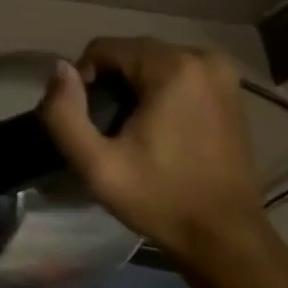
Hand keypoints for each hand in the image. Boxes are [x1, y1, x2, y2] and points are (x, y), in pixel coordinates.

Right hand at [38, 37, 266, 264]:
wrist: (226, 239)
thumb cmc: (160, 200)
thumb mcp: (96, 165)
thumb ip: (64, 113)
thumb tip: (59, 67)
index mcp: (172, 67)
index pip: (103, 48)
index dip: (83, 80)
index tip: (89, 122)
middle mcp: (201, 58)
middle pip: (129, 52)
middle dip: (109, 81)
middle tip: (106, 127)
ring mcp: (220, 73)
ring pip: (150, 60)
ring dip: (131, 85)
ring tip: (128, 128)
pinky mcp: (228, 89)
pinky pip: (175, 72)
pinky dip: (156, 90)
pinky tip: (155, 126)